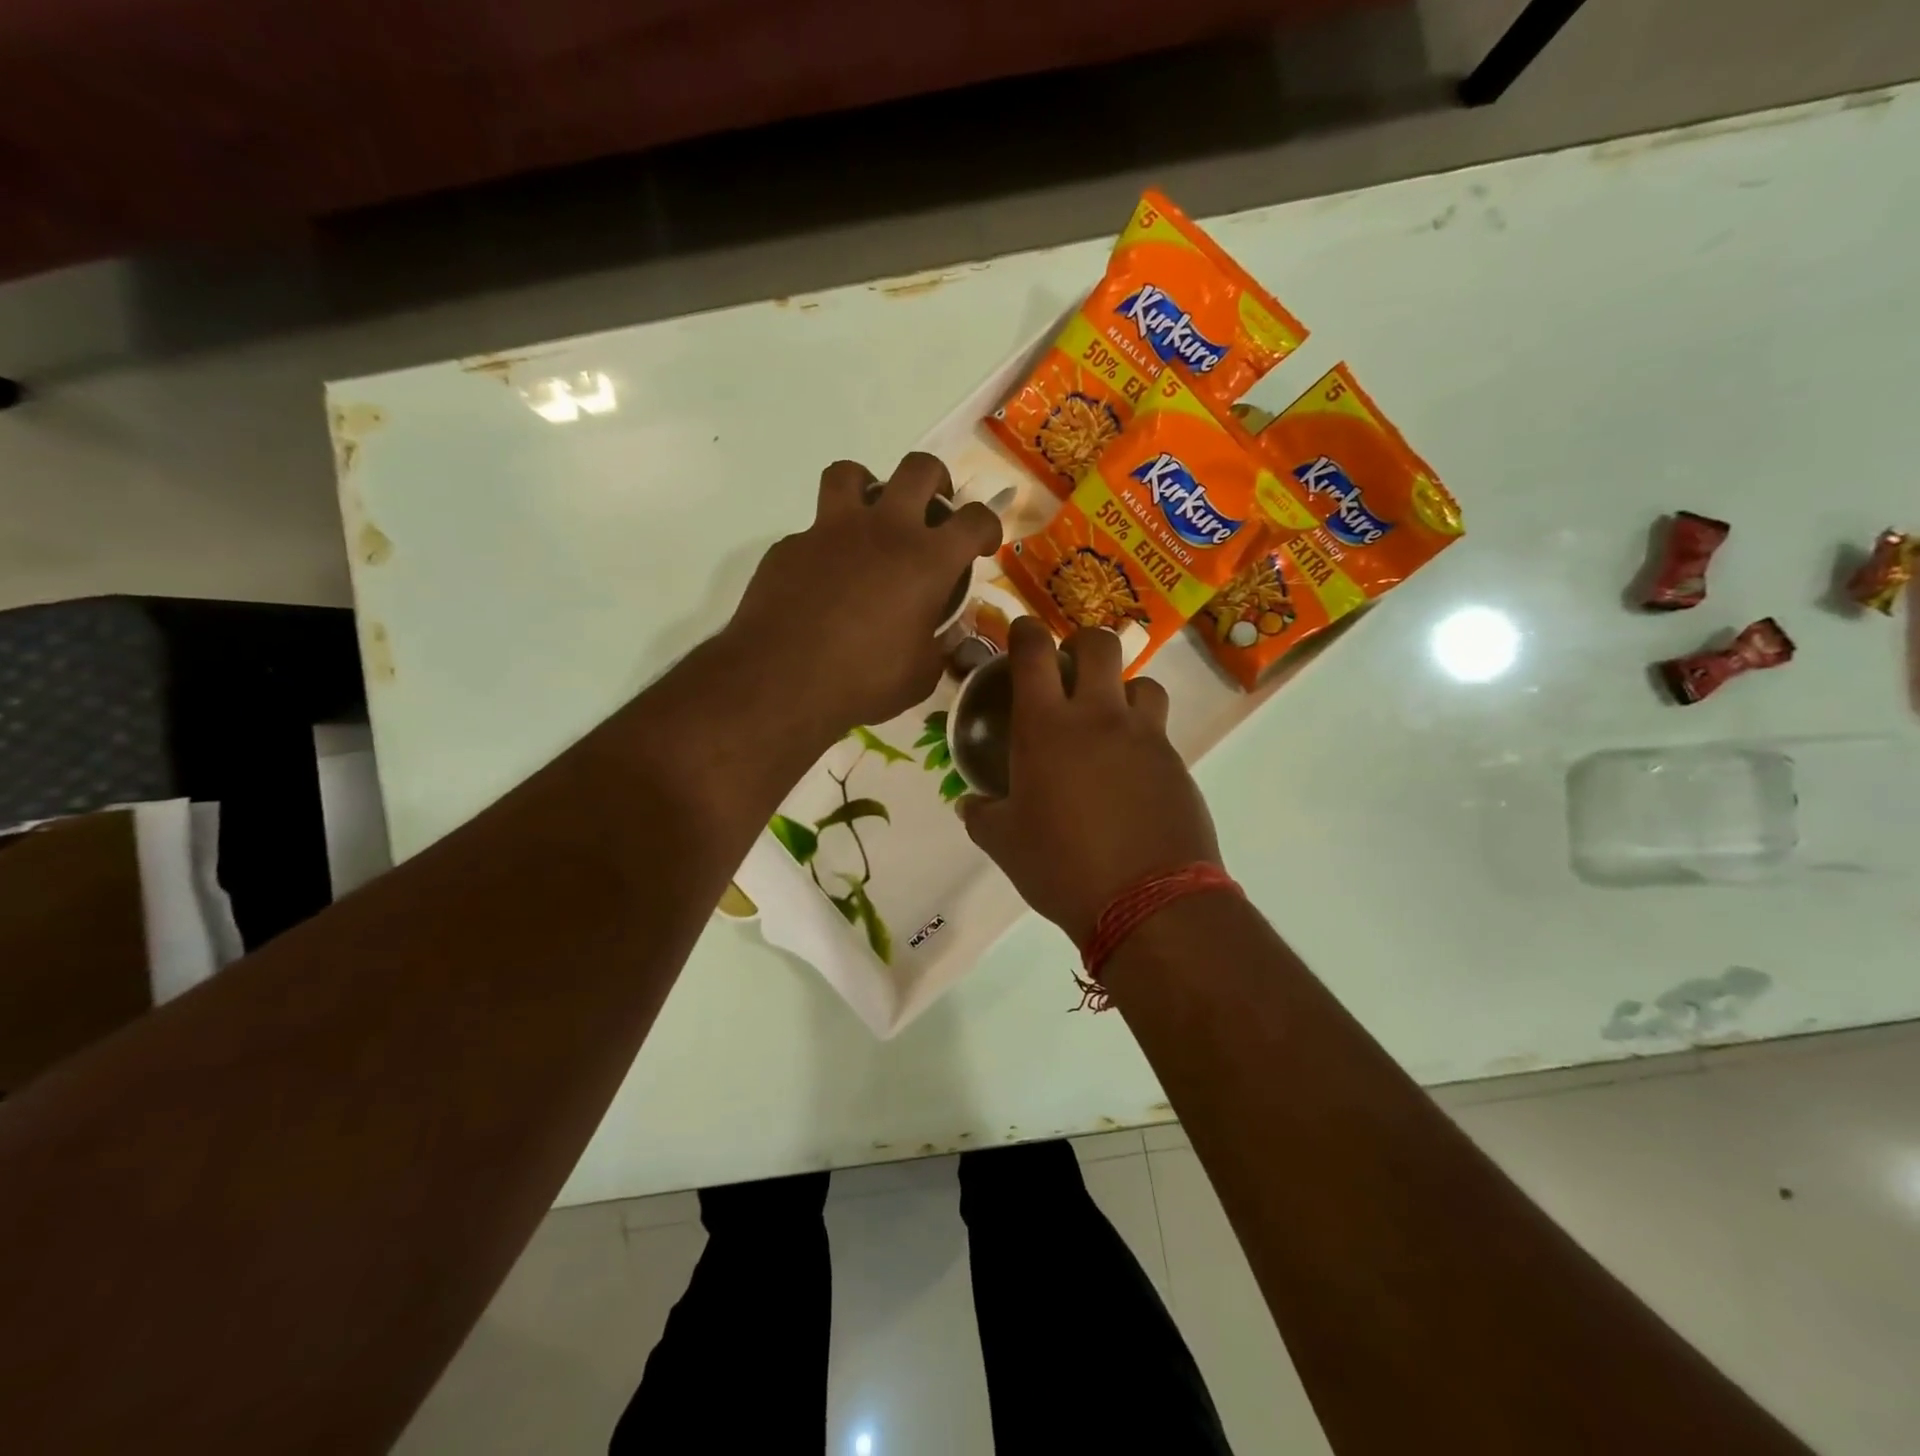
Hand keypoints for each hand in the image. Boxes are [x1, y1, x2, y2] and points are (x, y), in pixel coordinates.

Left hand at [727, 453, 1000, 735]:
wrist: (781, 681)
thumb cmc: (863, 681)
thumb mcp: (921, 675)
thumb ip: (939, 644)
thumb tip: (944, 633)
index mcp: (927, 561)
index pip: (975, 519)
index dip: (987, 526)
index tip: (981, 545)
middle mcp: (883, 530)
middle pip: (919, 468)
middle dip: (936, 481)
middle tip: (933, 510)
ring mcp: (831, 531)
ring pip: (852, 473)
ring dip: (869, 487)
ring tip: (871, 518)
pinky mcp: (791, 545)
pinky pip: (814, 528)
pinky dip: (827, 544)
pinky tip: (825, 579)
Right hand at [960, 618, 1220, 946]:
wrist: (1148, 901)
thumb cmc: (1062, 867)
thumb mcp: (1005, 844)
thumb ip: (982, 815)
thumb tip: (971, 804)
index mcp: (1047, 727)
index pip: (1034, 652)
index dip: (1026, 631)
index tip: (1022, 632)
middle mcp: (1099, 717)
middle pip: (1100, 644)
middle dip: (1083, 643)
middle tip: (1070, 669)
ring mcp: (1145, 737)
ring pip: (1143, 682)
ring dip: (1124, 689)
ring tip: (1110, 720)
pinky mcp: (1176, 763)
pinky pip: (1159, 731)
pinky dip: (1143, 737)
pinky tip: (1131, 773)